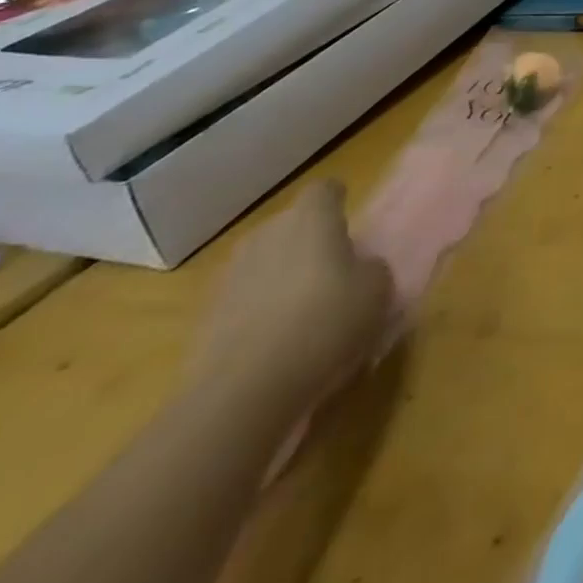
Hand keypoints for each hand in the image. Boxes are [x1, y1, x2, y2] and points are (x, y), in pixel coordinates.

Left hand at [189, 181, 392, 416]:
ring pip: (265, 263)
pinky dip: (258, 312)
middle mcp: (266, 234)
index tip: (350, 226)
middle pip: (291, 226)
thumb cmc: (326, 322)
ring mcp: (229, 275)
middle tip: (333, 273)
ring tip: (302, 313)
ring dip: (281, 278)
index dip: (339, 204)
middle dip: (309, 243)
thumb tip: (357, 268)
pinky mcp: (204, 317)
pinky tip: (275, 343)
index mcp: (311, 218)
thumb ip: (370, 267)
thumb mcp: (378, 289)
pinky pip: (243, 300)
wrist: (243, 392)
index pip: (326, 190)